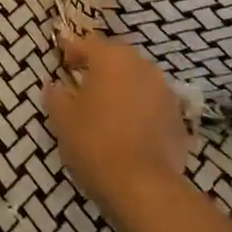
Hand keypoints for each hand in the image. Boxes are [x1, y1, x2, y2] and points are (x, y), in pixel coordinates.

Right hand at [43, 35, 192, 224]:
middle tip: (83, 83)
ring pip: (138, 79)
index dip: (73, 50)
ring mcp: (165, 91)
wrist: (143, 187)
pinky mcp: (178, 117)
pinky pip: (152, 104)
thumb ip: (56, 96)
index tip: (63, 62)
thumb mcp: (63, 120)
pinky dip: (140, 109)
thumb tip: (53, 85)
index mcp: (112, 59)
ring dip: (122, 87)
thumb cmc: (95, 143)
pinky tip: (129, 129)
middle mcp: (142, 66)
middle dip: (100, 67)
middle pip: (117, 58)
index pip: (88, 43)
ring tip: (107, 107)